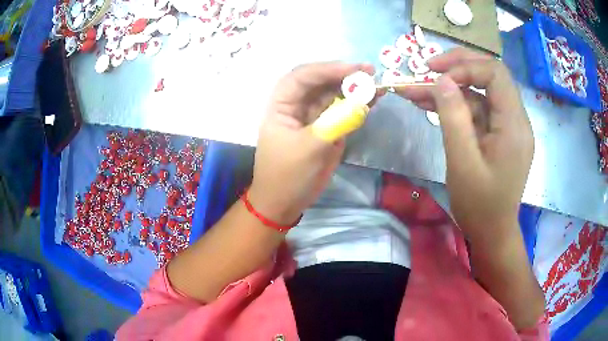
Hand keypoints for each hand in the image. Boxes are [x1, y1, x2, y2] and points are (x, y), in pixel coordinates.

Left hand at [250, 62, 376, 225]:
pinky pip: (342, 111)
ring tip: (376, 84)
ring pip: (333, 94)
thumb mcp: (309, 149)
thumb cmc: (288, 176)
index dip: (327, 69)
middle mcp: (297, 105)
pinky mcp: (327, 128)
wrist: (285, 202)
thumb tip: (361, 102)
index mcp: (282, 105)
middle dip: (344, 75)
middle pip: (320, 81)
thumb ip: (335, 123)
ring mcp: (313, 116)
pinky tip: (372, 99)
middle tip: (370, 72)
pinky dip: (357, 104)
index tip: (353, 69)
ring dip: (354, 88)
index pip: (302, 77)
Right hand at [397, 48, 533, 238]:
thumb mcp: (462, 163)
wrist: (492, 233)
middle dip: (458, 67)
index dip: (464, 67)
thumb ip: (453, 117)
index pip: (495, 74)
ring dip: (450, 88)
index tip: (435, 75)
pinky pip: (478, 110)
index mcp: (514, 125)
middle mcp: (516, 119)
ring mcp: (508, 126)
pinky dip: (456, 105)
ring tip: (417, 90)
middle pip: (490, 75)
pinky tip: (431, 105)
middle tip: (427, 69)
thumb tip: (441, 80)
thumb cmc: (480, 206)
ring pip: (480, 92)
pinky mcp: (499, 134)